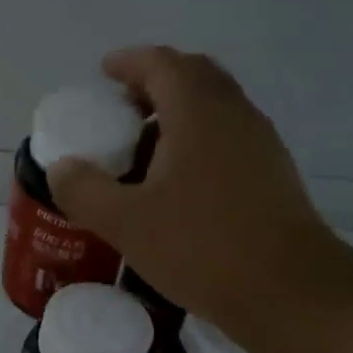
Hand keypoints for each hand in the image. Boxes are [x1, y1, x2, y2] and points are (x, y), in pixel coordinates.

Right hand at [47, 46, 333, 336]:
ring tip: (145, 148)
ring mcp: (261, 143)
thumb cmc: (202, 247)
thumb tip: (62, 168)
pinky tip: (180, 183)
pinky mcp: (274, 173)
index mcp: (198, 111)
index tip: (104, 73)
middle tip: (122, 109)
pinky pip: (229, 136)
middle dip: (155, 83)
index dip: (129, 62)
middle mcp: (234, 114)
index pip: (161, 63)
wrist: (290, 291)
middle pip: (193, 76)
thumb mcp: (125, 223)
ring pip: (215, 107)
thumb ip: (84, 190)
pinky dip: (200, 139)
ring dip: (179, 112)